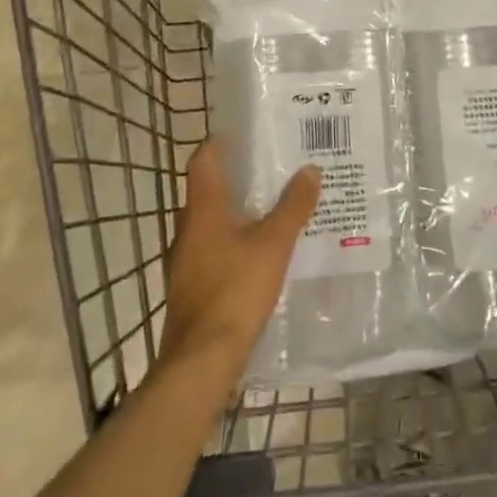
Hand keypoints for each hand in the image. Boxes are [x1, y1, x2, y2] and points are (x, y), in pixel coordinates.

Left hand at [159, 143, 320, 378]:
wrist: (201, 361)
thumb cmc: (235, 290)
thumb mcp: (273, 245)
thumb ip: (293, 207)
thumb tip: (310, 169)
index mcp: (203, 209)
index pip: (203, 161)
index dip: (220, 144)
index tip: (245, 135)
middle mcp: (188, 229)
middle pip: (207, 191)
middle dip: (236, 179)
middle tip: (270, 170)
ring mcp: (185, 261)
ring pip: (210, 224)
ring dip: (235, 213)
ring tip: (270, 209)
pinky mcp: (191, 288)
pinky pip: (212, 251)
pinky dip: (232, 244)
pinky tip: (257, 255)